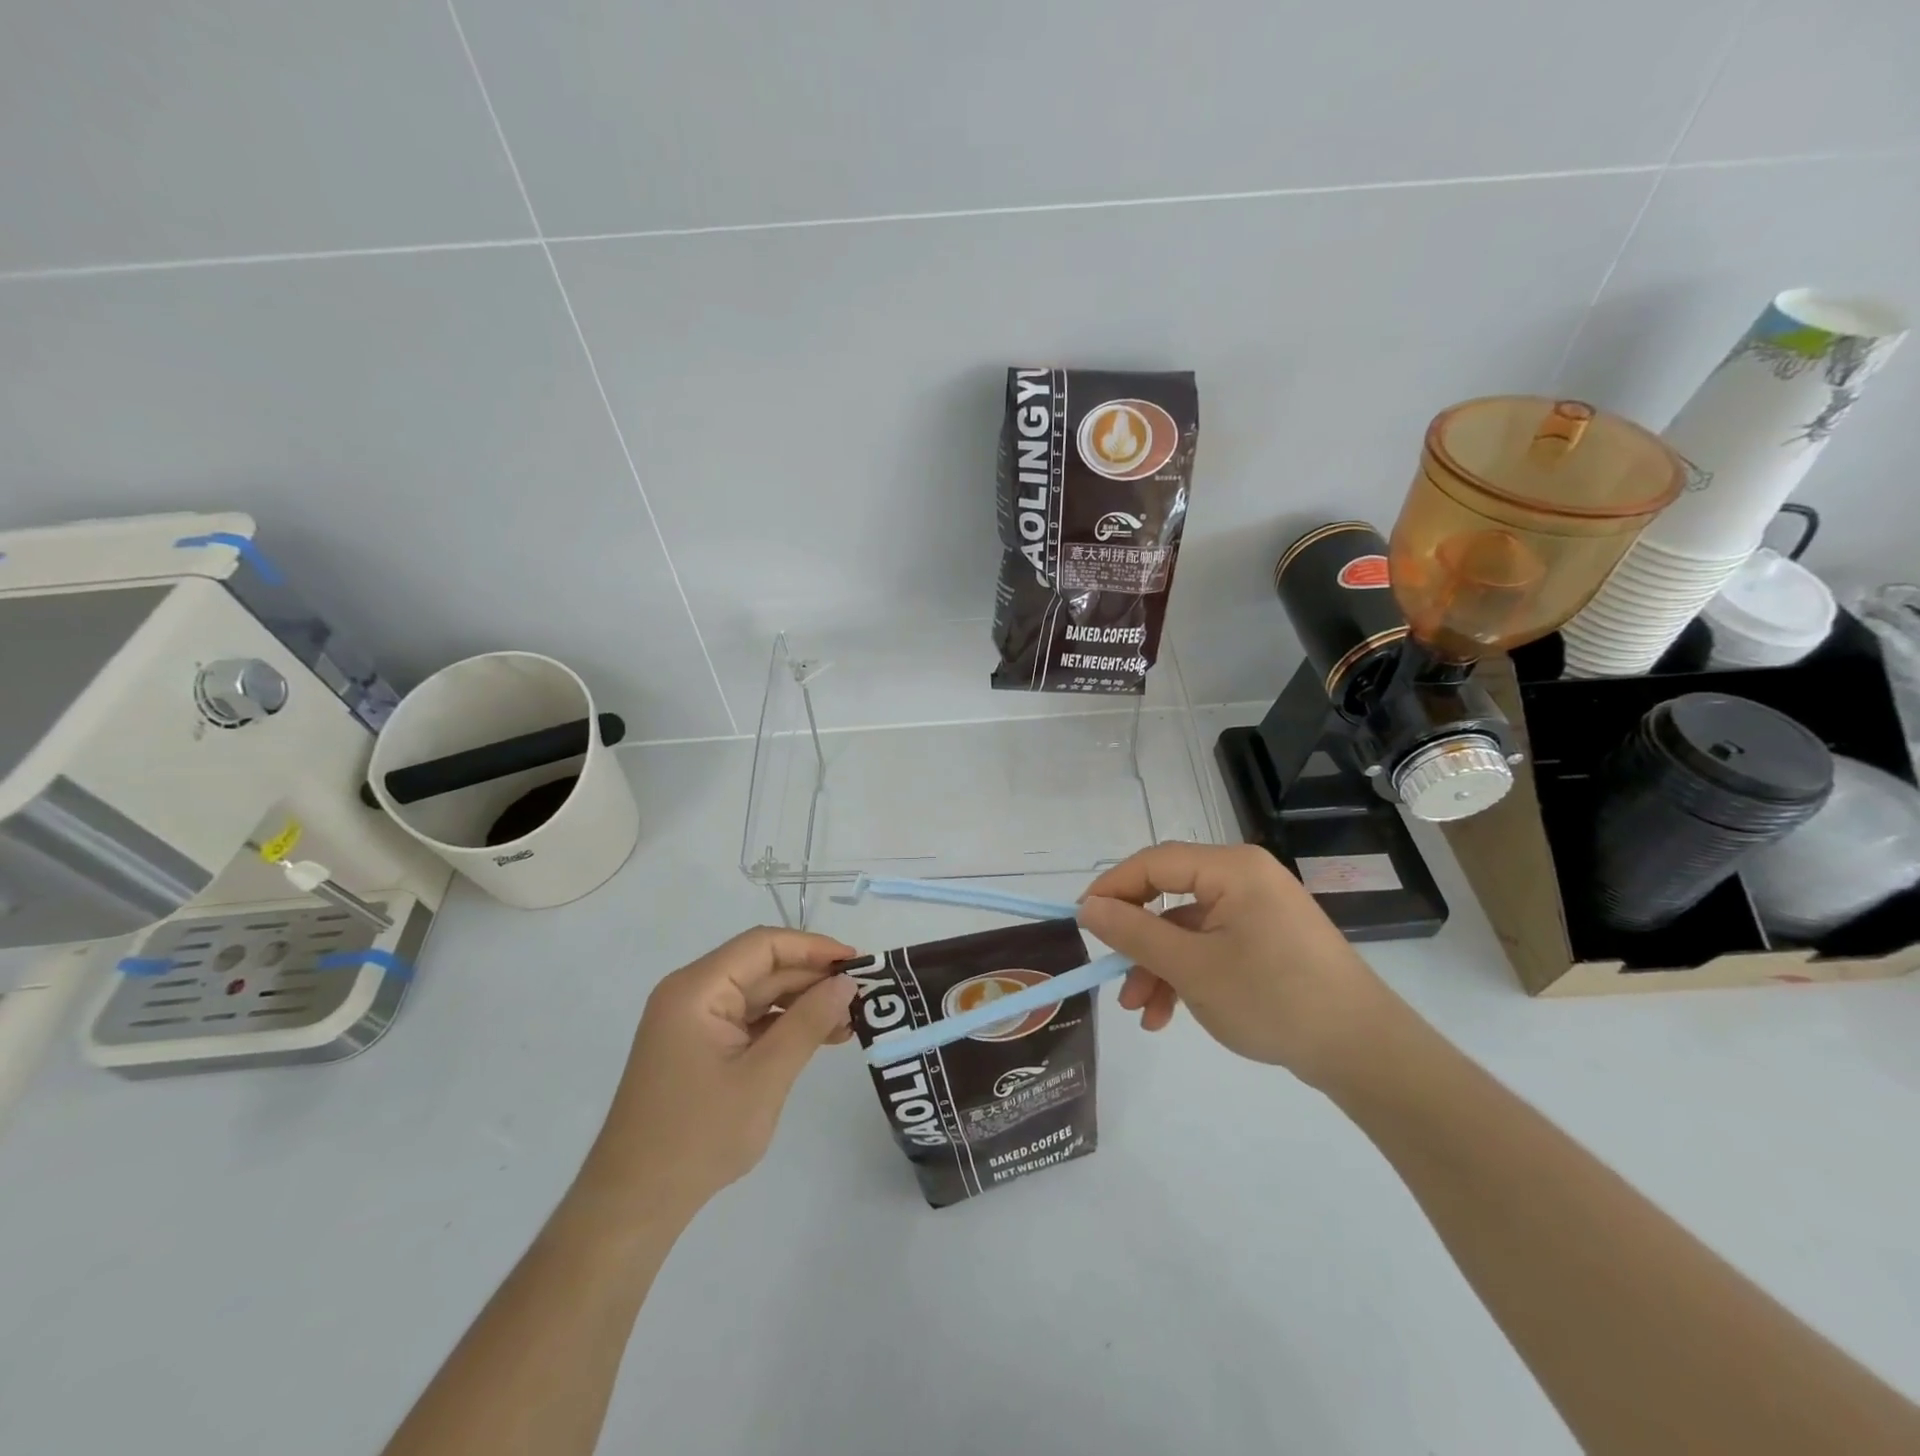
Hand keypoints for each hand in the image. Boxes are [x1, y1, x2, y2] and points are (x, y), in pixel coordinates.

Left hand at [577, 928, 856, 1221]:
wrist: (633, 1204)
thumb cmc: (698, 1136)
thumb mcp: (764, 1077)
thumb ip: (807, 1023)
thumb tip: (846, 983)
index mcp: (697, 989)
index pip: (763, 946)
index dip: (813, 947)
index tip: (857, 963)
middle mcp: (692, 994)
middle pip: (762, 968)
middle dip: (812, 978)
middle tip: (862, 996)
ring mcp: (693, 1021)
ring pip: (759, 994)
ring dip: (802, 1004)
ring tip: (848, 1022)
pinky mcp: (699, 1046)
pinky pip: (749, 1020)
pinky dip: (783, 1025)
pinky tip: (818, 1038)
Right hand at [1078, 843, 1399, 1087]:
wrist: (1363, 1052)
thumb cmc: (1273, 998)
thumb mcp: (1192, 968)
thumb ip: (1134, 933)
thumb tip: (1088, 907)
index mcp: (1231, 869)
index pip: (1154, 862)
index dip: (1113, 888)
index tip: (1081, 921)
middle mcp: (1244, 878)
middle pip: (1169, 896)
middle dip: (1137, 940)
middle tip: (1110, 972)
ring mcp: (1258, 911)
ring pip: (1187, 928)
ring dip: (1158, 966)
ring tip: (1140, 1012)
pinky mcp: (1267, 940)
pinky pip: (1211, 946)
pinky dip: (1187, 974)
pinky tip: (1169, 1015)